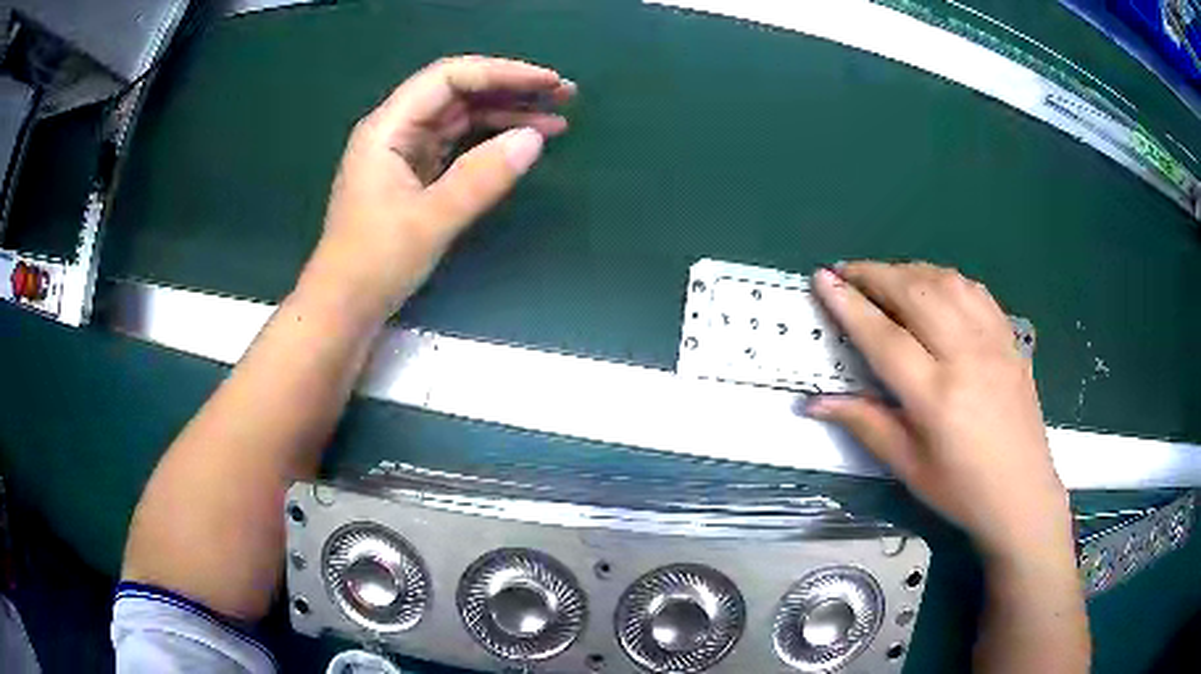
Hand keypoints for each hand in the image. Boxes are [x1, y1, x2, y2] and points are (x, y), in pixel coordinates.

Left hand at [300, 56, 575, 320]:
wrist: (343, 308)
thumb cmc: (374, 264)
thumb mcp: (430, 220)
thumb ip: (481, 177)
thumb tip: (534, 138)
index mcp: (388, 128)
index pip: (449, 78)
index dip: (501, 73)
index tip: (547, 83)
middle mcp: (396, 130)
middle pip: (458, 92)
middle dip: (510, 88)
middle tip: (564, 94)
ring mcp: (405, 153)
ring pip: (461, 118)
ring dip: (506, 114)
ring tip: (557, 118)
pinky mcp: (415, 175)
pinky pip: (458, 144)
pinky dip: (491, 141)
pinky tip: (521, 142)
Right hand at [807, 262, 1072, 559]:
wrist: (1022, 494)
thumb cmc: (961, 490)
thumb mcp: (908, 467)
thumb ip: (865, 424)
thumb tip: (815, 402)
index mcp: (937, 398)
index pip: (885, 338)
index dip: (850, 306)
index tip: (822, 278)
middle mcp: (967, 357)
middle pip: (916, 294)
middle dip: (875, 274)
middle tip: (847, 271)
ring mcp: (994, 342)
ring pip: (947, 282)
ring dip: (909, 271)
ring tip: (885, 277)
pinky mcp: (1010, 339)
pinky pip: (975, 291)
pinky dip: (946, 279)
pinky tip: (933, 287)